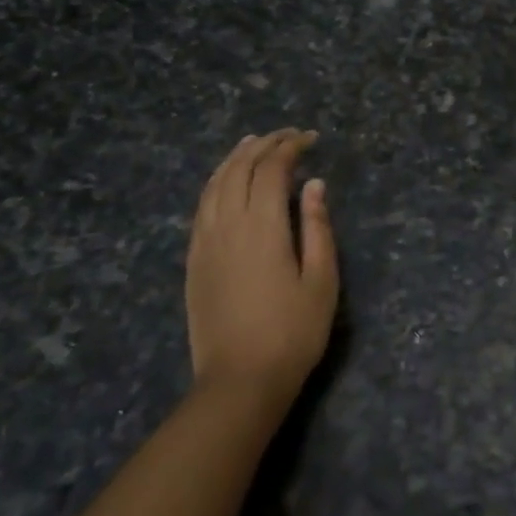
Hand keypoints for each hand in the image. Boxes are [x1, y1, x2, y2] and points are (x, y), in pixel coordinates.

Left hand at [185, 130, 337, 393]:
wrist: (240, 380)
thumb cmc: (293, 332)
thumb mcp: (321, 280)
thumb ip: (318, 227)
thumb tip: (314, 185)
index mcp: (263, 228)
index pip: (272, 170)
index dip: (290, 147)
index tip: (311, 139)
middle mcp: (228, 225)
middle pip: (239, 169)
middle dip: (263, 145)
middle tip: (288, 136)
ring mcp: (205, 242)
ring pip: (214, 184)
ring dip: (235, 158)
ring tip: (253, 144)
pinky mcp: (194, 260)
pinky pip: (201, 207)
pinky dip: (215, 183)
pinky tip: (225, 182)